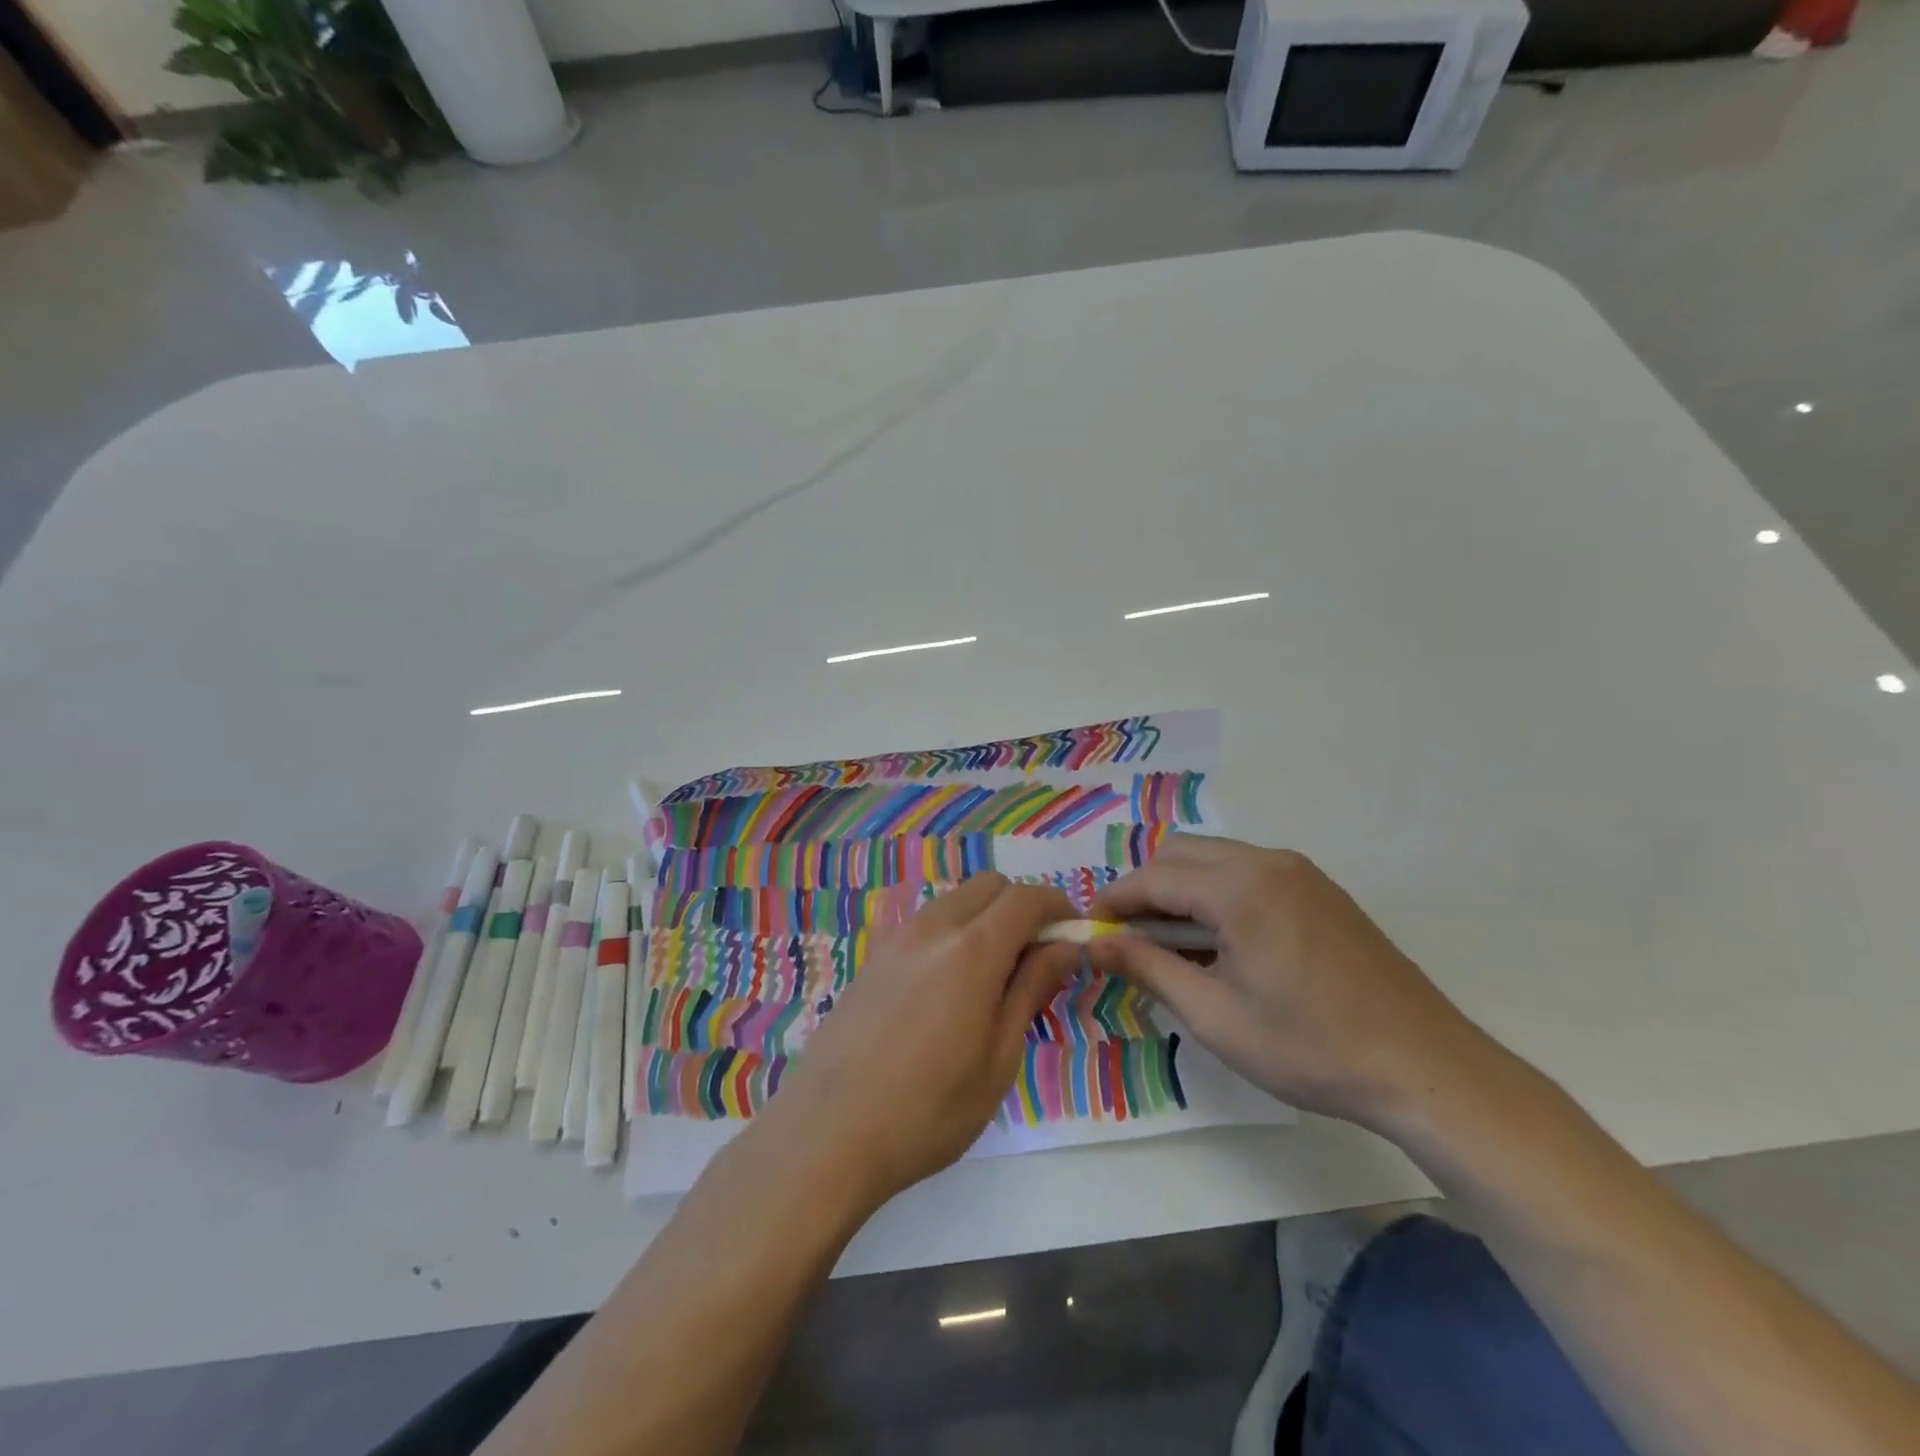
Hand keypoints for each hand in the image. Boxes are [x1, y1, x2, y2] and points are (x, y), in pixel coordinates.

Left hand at [756, 873, 1080, 1209]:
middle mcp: (932, 927)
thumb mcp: (998, 1058)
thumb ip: (1032, 990)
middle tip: (1036, 959)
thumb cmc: (928, 1110)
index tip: (1075, 934)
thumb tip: (1064, 947)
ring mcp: (895, 938)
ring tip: (993, 978)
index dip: (1058, 906)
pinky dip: (952, 933)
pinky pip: (925, 923)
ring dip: (986, 918)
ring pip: (955, 901)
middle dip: (1022, 907)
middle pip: (989, 886)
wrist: (827, 1134)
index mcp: (971, 949)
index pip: (1026, 898)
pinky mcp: (872, 957)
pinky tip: (947, 989)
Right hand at [1088, 835, 1493, 1132]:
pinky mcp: (1319, 888)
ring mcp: (1299, 871)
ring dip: (1180, 888)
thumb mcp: (1215, 1016)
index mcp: (1239, 887)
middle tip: (1130, 939)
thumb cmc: (1310, 1048)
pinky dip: (1216, 891)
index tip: (1090, 929)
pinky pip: (1246, 871)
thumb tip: (1094, 943)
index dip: (1114, 900)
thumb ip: (1148, 968)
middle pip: (1180, 852)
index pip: (1153, 877)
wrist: (1425, 1067)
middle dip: (1144, 888)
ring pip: (1213, 857)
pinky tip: (1221, 942)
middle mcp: (1266, 862)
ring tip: (1172, 944)